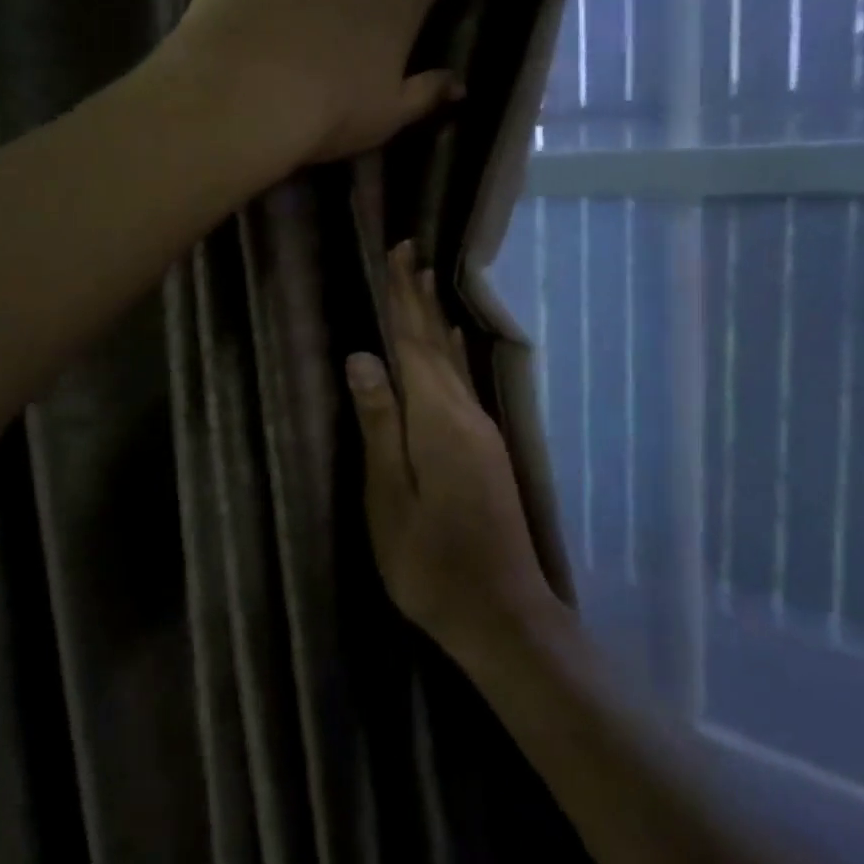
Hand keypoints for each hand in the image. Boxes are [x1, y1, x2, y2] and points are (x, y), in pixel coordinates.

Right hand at [346, 242, 555, 659]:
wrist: (501, 612)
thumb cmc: (431, 563)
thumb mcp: (390, 498)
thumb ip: (380, 425)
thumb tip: (362, 356)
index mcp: (438, 420)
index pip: (414, 343)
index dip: (402, 299)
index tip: (398, 253)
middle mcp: (465, 414)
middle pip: (436, 343)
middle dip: (419, 297)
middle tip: (409, 251)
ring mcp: (481, 431)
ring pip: (451, 360)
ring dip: (435, 319)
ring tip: (427, 282)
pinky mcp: (486, 449)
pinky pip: (461, 381)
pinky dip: (450, 353)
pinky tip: (450, 345)